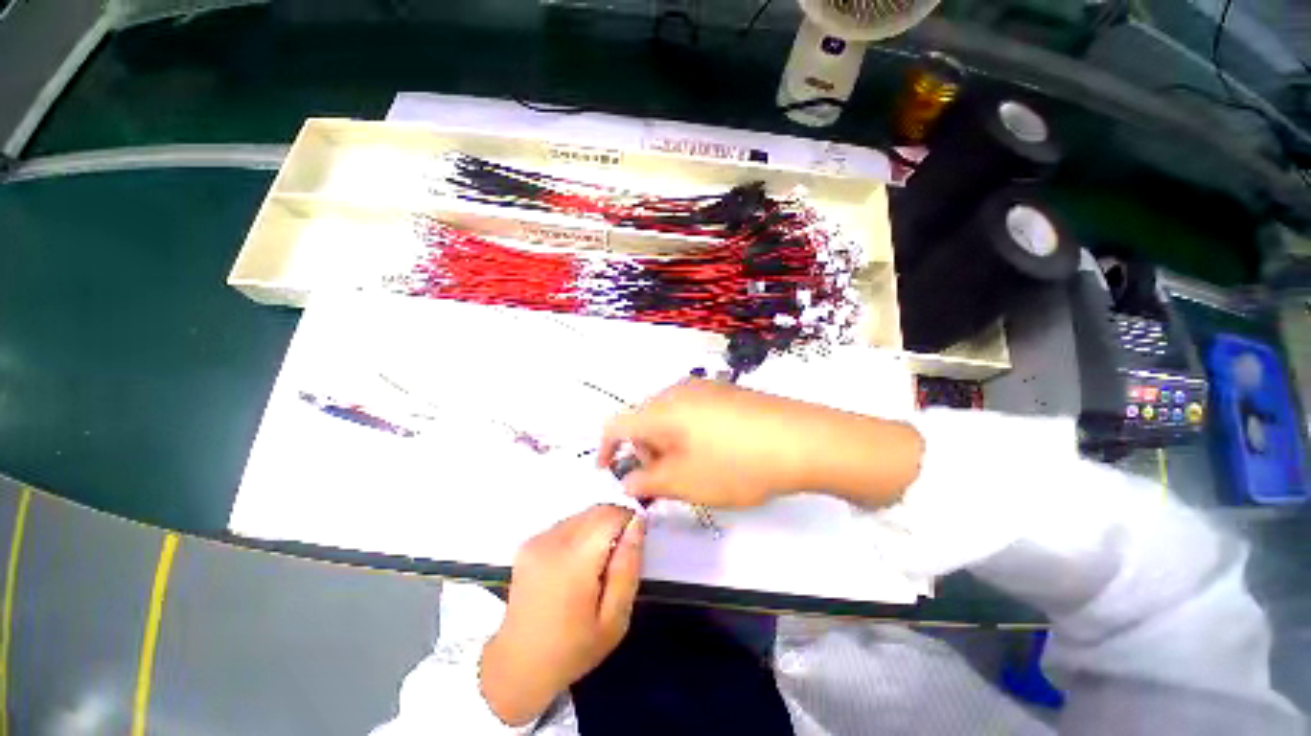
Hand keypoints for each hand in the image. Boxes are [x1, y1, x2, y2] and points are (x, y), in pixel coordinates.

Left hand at [480, 505, 644, 725]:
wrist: (517, 667)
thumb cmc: (573, 649)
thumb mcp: (615, 619)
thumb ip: (628, 566)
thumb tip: (637, 523)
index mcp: (574, 560)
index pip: (611, 514)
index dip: (629, 521)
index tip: (632, 546)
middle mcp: (552, 540)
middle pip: (597, 510)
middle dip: (614, 524)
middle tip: (616, 560)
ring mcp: (537, 538)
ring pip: (583, 514)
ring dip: (597, 528)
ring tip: (595, 566)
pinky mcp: (528, 542)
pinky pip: (567, 523)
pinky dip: (580, 534)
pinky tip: (576, 565)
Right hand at [597, 379, 923, 508]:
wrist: (802, 439)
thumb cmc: (735, 463)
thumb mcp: (685, 481)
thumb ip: (648, 481)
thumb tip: (629, 480)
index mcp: (661, 409)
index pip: (616, 423)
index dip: (605, 448)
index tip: (606, 471)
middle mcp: (678, 391)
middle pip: (644, 420)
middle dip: (643, 451)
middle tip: (662, 481)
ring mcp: (705, 389)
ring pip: (669, 417)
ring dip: (667, 445)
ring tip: (690, 472)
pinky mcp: (726, 394)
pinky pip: (692, 413)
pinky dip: (688, 435)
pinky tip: (713, 454)